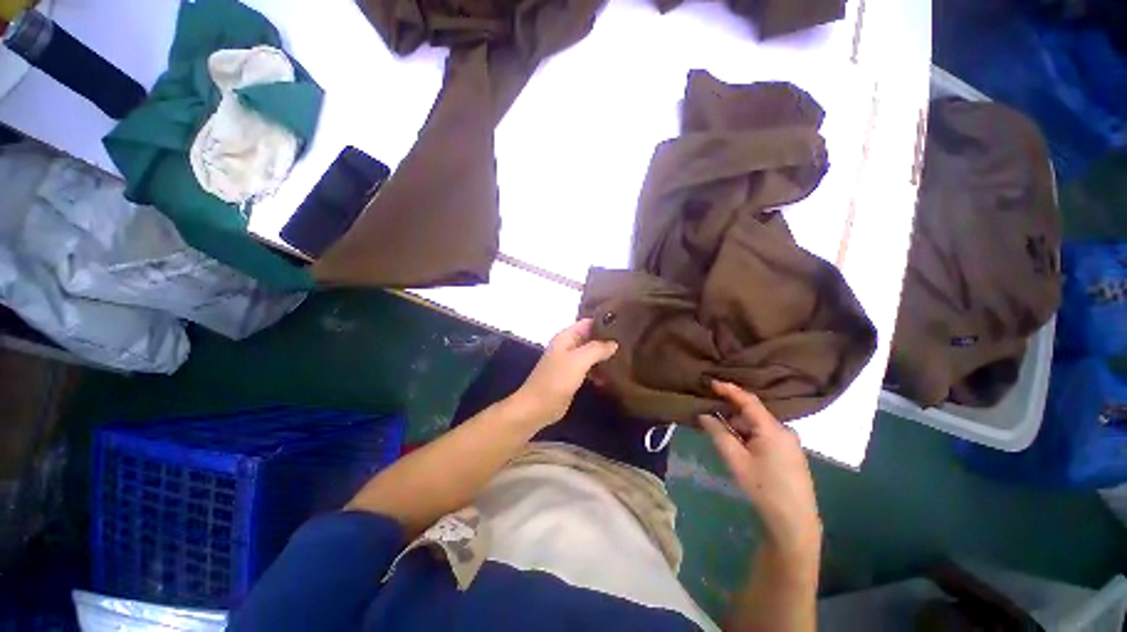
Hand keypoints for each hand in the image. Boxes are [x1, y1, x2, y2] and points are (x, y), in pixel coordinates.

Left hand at [509, 319, 617, 426]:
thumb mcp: (578, 361)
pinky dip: (599, 369)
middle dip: (608, 339)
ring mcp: (570, 361)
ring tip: (627, 357)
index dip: (605, 322)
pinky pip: (589, 367)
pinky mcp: (572, 375)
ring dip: (605, 355)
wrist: (537, 408)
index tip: (625, 325)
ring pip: (591, 352)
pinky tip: (613, 375)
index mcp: (566, 336)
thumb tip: (614, 343)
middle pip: (591, 337)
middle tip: (630, 342)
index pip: (589, 322)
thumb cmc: (556, 380)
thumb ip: (597, 349)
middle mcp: (568, 345)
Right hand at [698, 381, 821, 556]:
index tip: (711, 382)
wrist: (795, 523)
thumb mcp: (736, 460)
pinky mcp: (791, 453)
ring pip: (758, 426)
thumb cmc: (764, 488)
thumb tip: (704, 414)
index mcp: (772, 429)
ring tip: (725, 440)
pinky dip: (750, 437)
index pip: (748, 400)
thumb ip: (719, 433)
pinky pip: (766, 436)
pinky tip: (742, 450)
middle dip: (731, 415)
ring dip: (740, 429)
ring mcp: (790, 443)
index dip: (729, 389)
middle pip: (753, 414)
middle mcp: (784, 430)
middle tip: (711, 420)